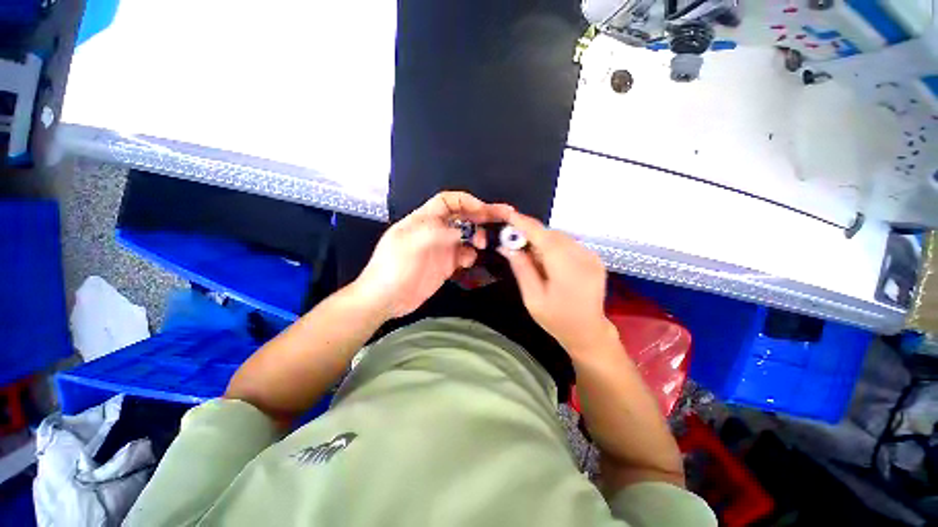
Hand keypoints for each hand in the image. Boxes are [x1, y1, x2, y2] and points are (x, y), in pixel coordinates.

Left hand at [354, 192, 513, 319]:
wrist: (385, 299)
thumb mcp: (409, 245)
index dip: (466, 202)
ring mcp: (440, 248)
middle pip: (460, 217)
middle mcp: (434, 231)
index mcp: (423, 220)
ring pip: (465, 236)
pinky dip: (469, 255)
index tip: (483, 211)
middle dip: (479, 216)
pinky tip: (468, 261)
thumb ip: (436, 232)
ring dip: (476, 237)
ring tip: (481, 244)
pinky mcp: (445, 265)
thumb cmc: (393, 268)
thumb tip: (461, 230)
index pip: (447, 201)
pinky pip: (463, 255)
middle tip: (500, 218)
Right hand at [499, 212, 612, 353]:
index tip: (508, 215)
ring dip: (542, 240)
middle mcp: (583, 257)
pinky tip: (547, 261)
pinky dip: (553, 246)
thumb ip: (521, 268)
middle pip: (552, 234)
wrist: (588, 332)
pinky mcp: (594, 258)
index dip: (524, 224)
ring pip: (560, 237)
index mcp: (567, 269)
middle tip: (513, 242)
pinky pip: (568, 243)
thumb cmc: (556, 319)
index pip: (543, 237)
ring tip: (530, 256)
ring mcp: (591, 256)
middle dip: (531, 234)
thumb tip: (506, 246)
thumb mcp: (532, 298)